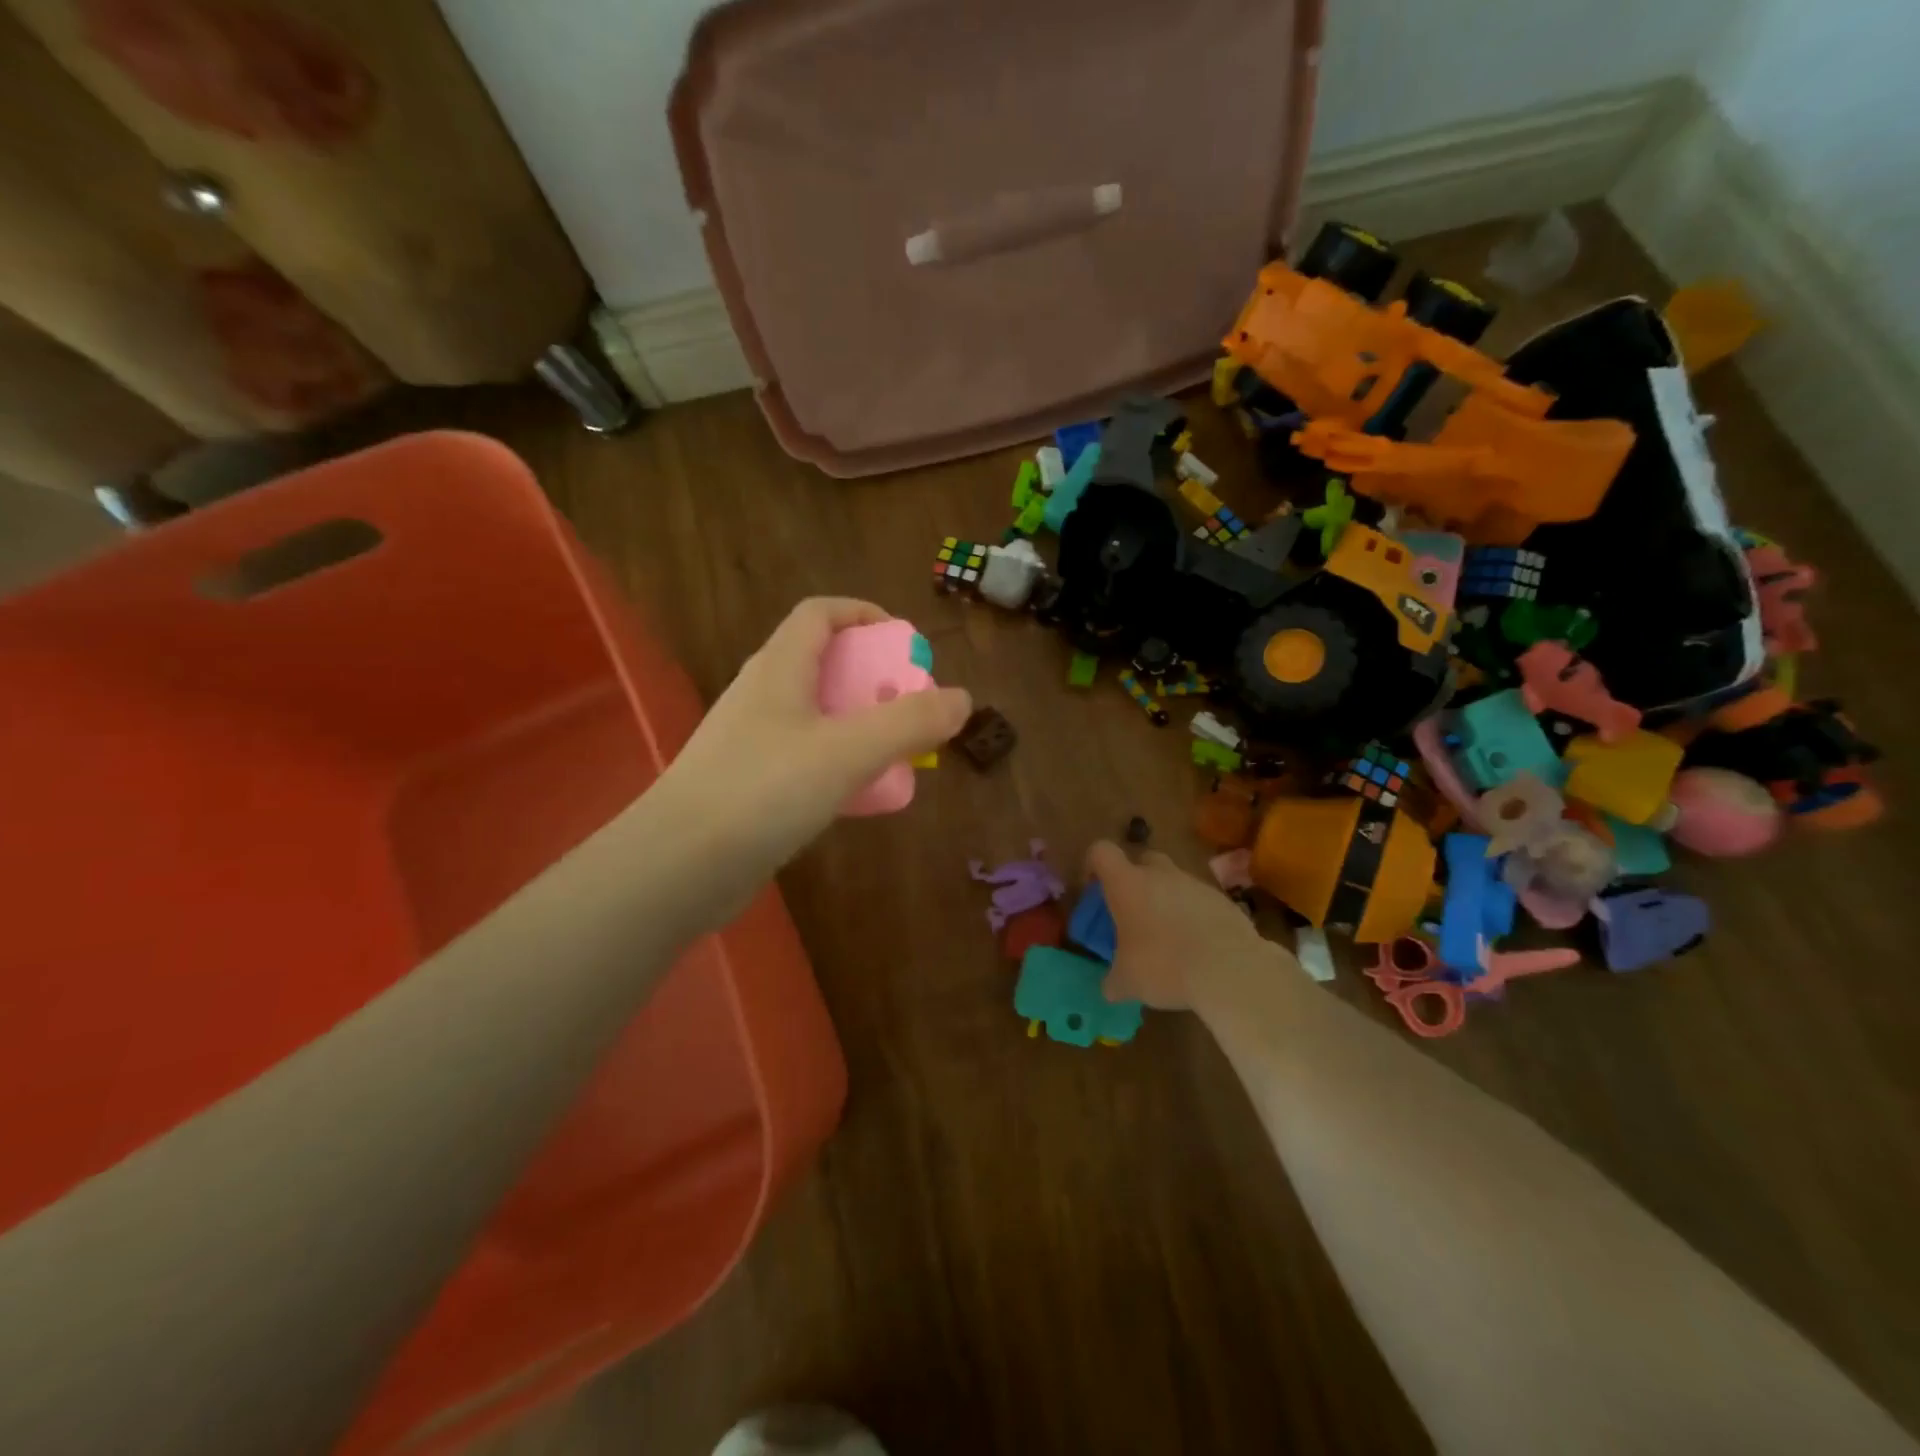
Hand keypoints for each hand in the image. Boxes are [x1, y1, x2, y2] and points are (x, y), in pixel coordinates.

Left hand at [651, 598, 971, 924]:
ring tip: (892, 751)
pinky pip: (800, 755)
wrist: (678, 865)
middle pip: (820, 663)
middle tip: (908, 705)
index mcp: (778, 668)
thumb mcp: (848, 751)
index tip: (904, 641)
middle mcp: (759, 695)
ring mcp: (747, 740)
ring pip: (812, 714)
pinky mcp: (745, 783)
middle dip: (871, 676)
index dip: (863, 614)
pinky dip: (834, 761)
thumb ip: (909, 722)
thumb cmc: (764, 791)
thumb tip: (961, 698)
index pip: (819, 614)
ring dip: (856, 722)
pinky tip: (854, 794)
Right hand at [1086, 841, 1281, 1010]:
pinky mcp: (1223, 900)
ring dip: (1168, 900)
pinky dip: (1195, 916)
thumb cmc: (1164, 966)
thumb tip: (1109, 988)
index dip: (1093, 865)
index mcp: (1127, 884)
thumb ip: (1113, 981)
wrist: (1230, 969)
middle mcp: (1161, 874)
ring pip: (1174, 881)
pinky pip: (1201, 901)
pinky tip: (1198, 948)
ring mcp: (1195, 884)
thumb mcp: (1127, 982)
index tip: (1094, 888)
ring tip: (1169, 938)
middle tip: (1134, 912)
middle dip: (1136, 880)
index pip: (1101, 852)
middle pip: (1143, 860)